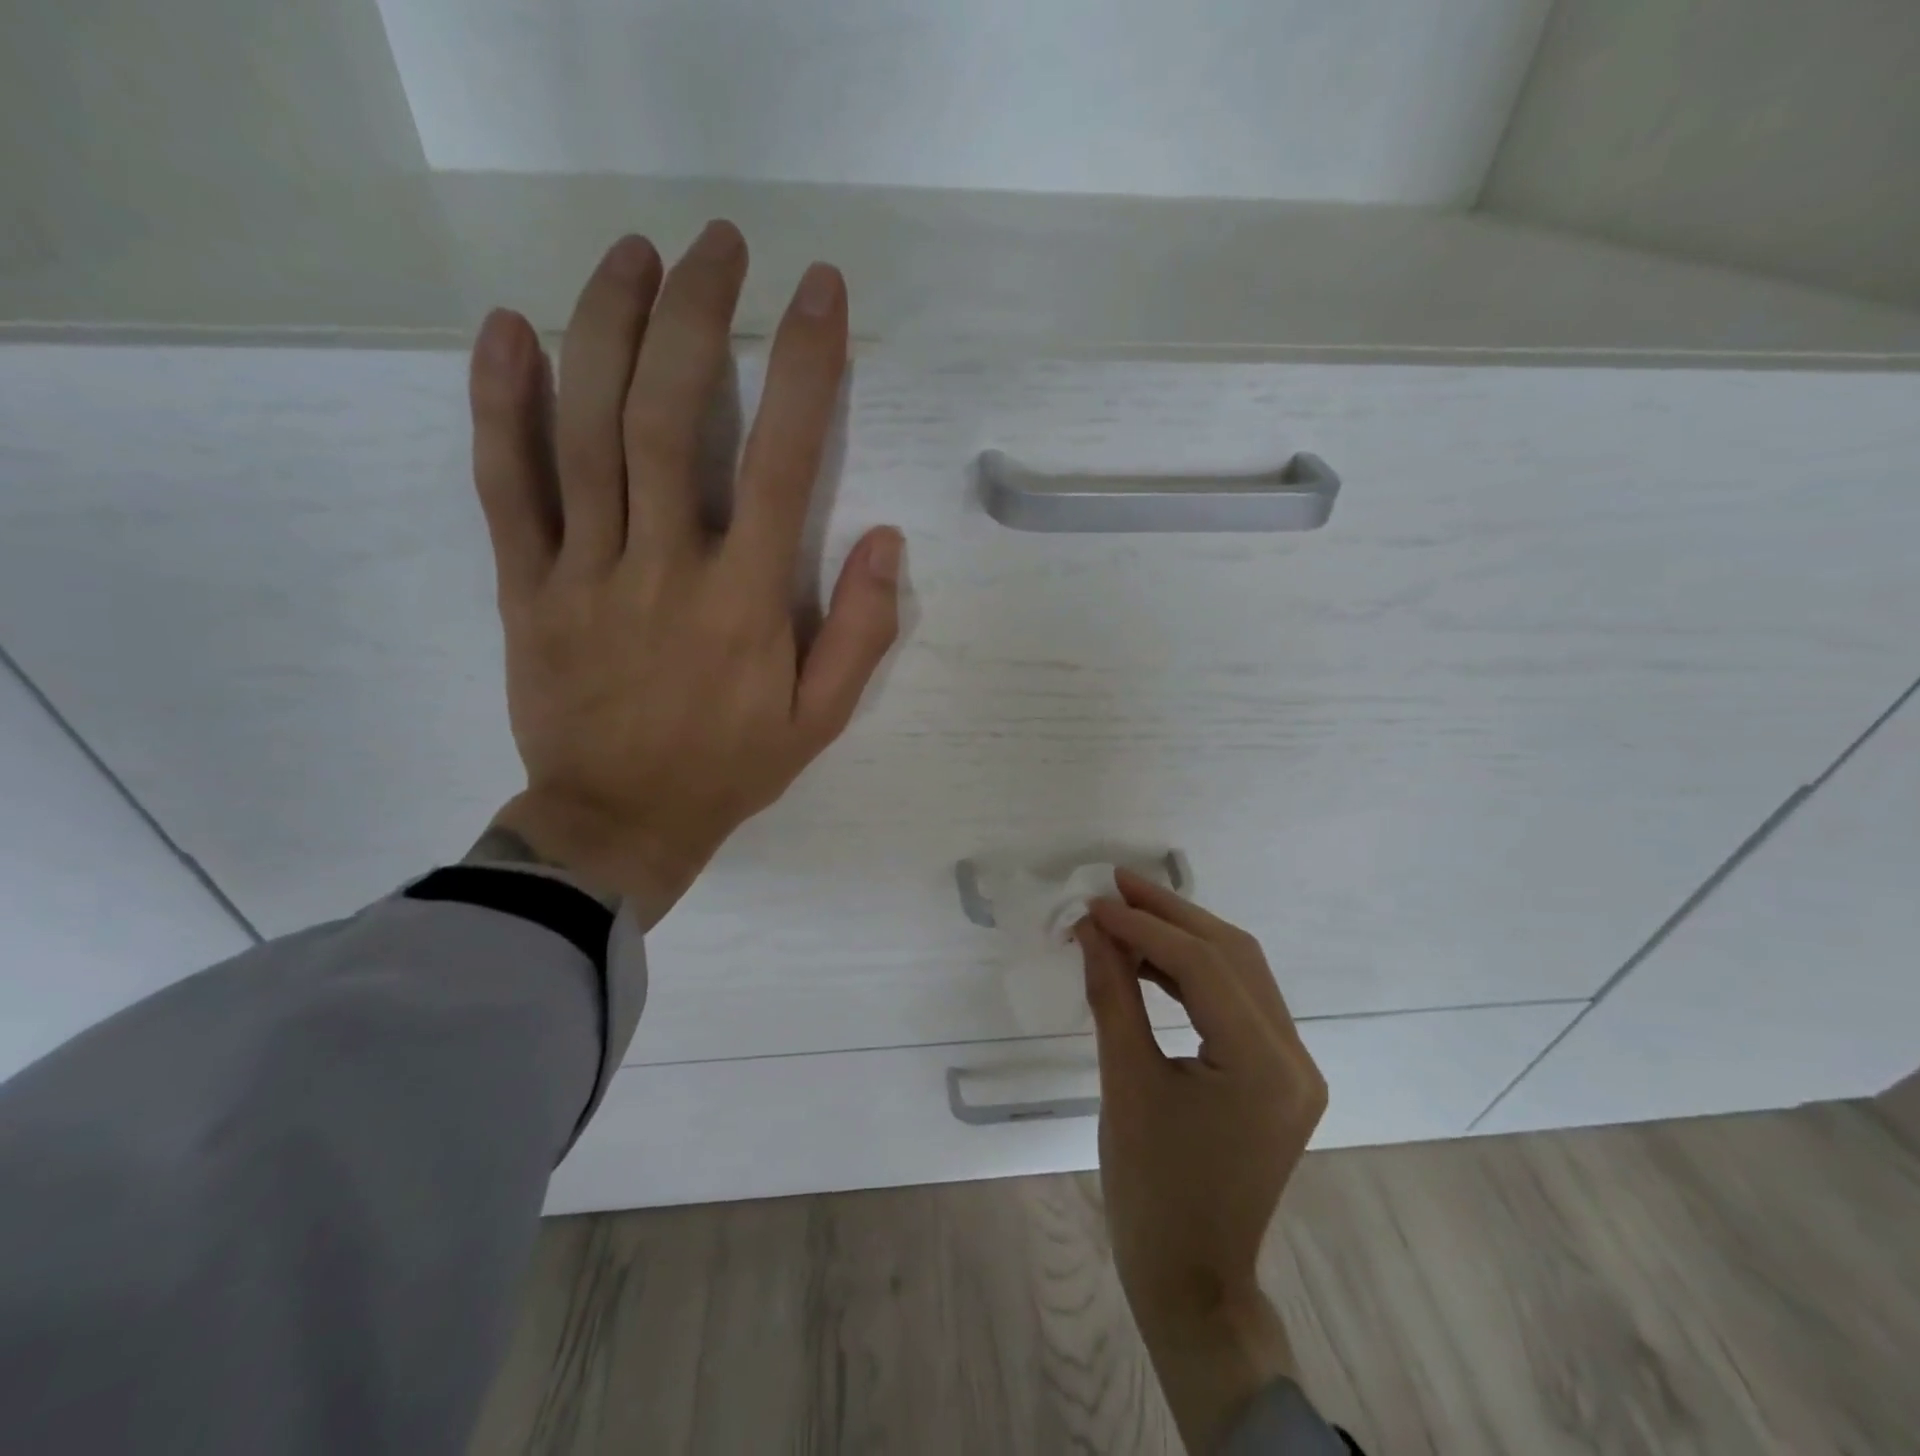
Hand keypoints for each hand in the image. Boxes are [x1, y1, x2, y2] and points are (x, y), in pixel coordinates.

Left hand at [466, 224, 902, 926]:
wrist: (618, 823)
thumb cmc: (731, 769)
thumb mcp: (821, 719)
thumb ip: (862, 633)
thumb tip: (887, 540)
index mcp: (747, 602)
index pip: (785, 462)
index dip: (806, 366)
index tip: (819, 291)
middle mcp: (667, 567)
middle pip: (674, 417)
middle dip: (698, 316)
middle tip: (718, 244)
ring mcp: (586, 572)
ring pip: (587, 430)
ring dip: (608, 328)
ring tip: (633, 254)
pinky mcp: (526, 586)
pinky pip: (506, 485)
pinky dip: (500, 404)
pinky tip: (508, 330)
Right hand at [1076, 870, 1327, 1452]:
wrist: (1193, 1279)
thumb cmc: (1151, 1191)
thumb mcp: (1125, 1083)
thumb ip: (1111, 994)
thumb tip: (1090, 929)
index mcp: (1264, 1066)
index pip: (1203, 967)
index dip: (1144, 927)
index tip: (1094, 903)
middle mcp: (1293, 1057)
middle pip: (1232, 956)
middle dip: (1171, 914)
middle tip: (1116, 884)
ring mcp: (1292, 1066)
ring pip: (1239, 972)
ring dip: (1183, 936)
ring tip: (1127, 911)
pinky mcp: (1277, 1074)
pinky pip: (1237, 1001)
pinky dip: (1192, 972)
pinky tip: (1150, 959)